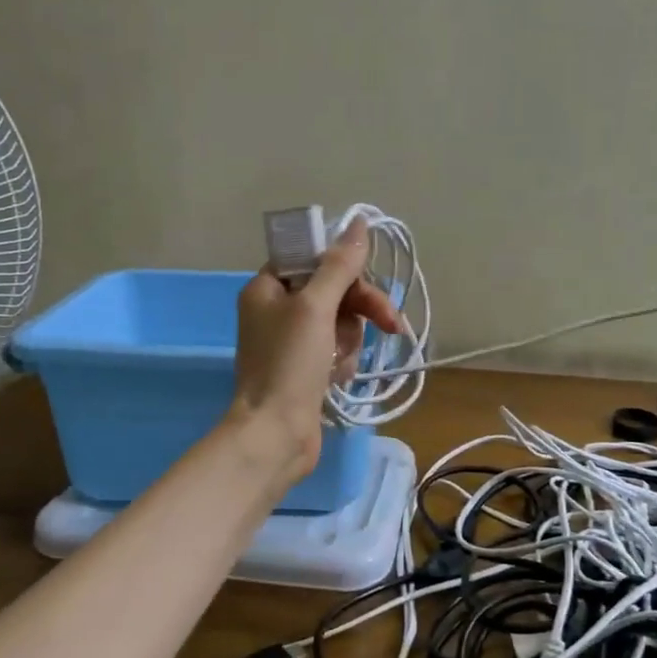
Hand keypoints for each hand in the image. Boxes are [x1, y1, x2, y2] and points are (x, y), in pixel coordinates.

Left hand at [229, 217, 401, 478]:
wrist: (275, 434)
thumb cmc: (289, 364)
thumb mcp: (315, 306)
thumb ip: (339, 265)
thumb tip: (358, 223)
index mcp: (267, 288)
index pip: (312, 259)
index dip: (342, 267)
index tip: (367, 279)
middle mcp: (276, 311)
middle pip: (333, 290)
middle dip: (361, 307)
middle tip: (390, 322)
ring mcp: (291, 342)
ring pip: (340, 321)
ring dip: (351, 339)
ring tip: (343, 361)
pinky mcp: (306, 369)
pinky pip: (337, 349)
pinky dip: (343, 360)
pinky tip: (338, 378)